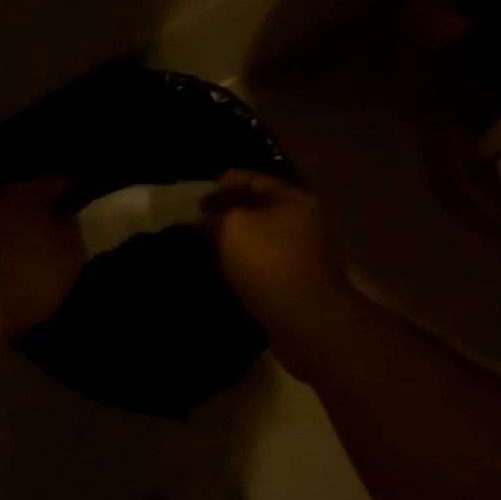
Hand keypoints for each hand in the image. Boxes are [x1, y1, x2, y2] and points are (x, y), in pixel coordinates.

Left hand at [0, 179, 86, 339]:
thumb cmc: (31, 275)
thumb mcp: (69, 257)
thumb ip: (73, 233)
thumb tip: (68, 220)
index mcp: (27, 196)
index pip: (52, 184)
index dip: (67, 192)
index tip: (78, 201)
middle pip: (25, 200)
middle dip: (42, 211)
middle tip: (59, 226)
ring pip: (7, 220)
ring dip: (21, 230)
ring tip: (38, 247)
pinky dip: (6, 247)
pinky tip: (17, 263)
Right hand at [201, 171, 355, 374]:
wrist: (304, 320)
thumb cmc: (268, 261)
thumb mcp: (232, 226)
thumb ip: (214, 216)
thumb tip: (206, 221)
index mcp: (293, 199)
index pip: (254, 179)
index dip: (224, 183)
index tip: (198, 197)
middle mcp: (303, 222)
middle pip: (258, 209)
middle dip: (227, 212)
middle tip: (197, 221)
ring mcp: (301, 255)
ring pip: (259, 238)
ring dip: (234, 241)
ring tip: (204, 246)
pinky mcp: (294, 283)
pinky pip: (262, 264)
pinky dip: (242, 264)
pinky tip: (222, 270)